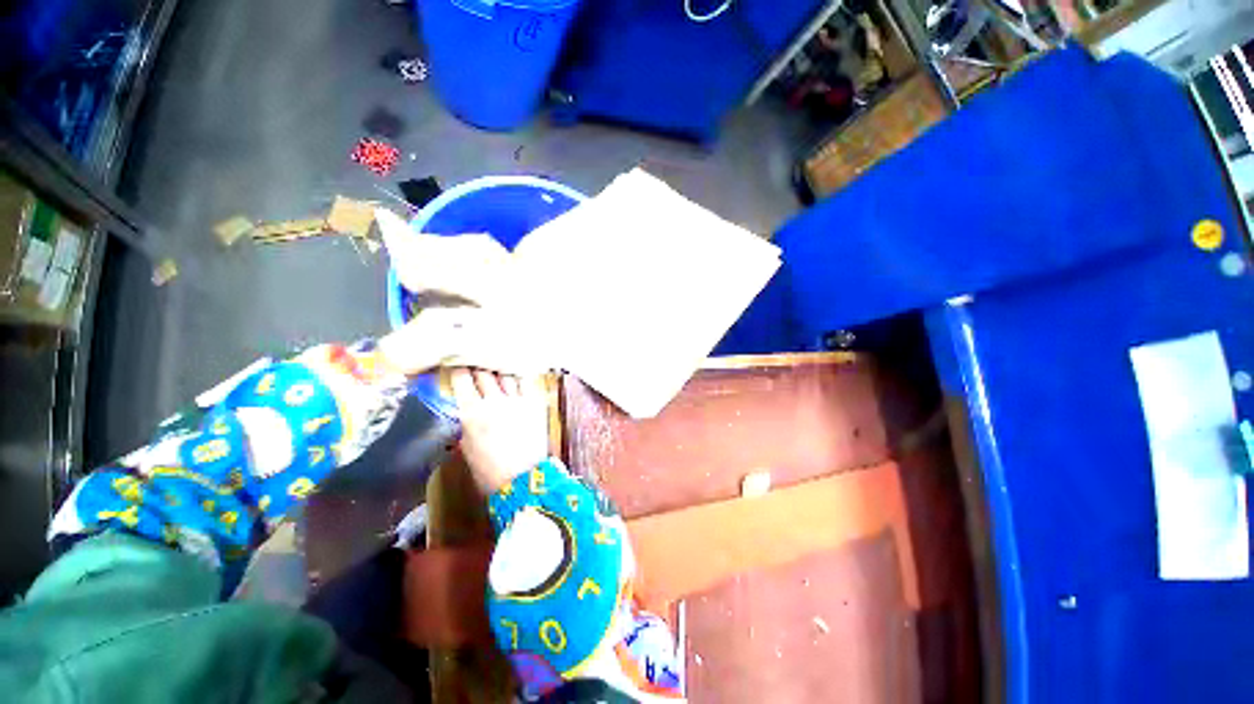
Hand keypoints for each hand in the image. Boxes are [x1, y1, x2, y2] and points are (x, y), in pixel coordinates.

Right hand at [450, 369, 548, 494]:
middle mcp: (494, 401)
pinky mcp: (534, 403)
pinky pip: (526, 381)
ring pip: (505, 374)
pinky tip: (515, 372)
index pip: (462, 379)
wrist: (523, 480)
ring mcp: (517, 400)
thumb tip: (464, 410)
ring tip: (495, 364)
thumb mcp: (467, 447)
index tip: (456, 364)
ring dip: (498, 368)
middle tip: (475, 361)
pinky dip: (518, 375)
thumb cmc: (489, 471)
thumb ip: (465, 424)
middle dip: (478, 365)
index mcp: (472, 413)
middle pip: (484, 372)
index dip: (458, 368)